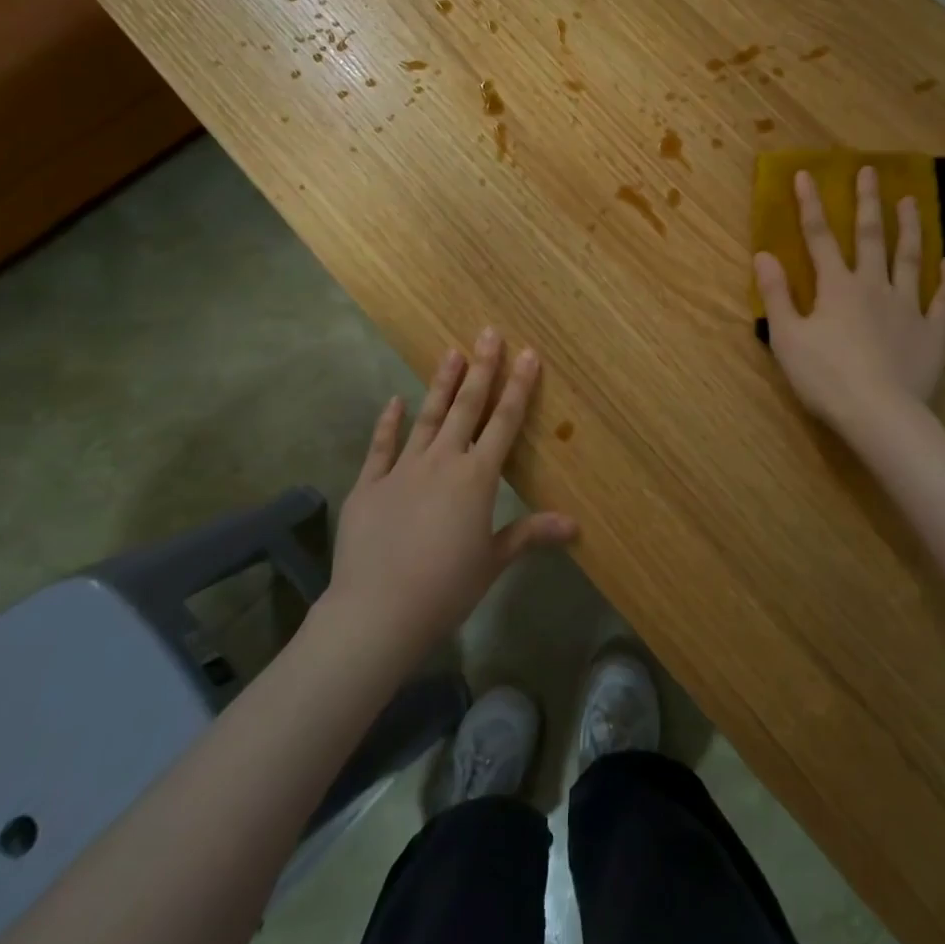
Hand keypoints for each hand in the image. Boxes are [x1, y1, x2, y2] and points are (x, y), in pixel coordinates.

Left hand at [325, 330, 576, 661]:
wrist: (377, 611)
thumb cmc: (445, 588)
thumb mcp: (493, 561)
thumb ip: (530, 533)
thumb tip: (575, 525)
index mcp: (476, 478)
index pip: (504, 422)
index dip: (518, 386)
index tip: (527, 353)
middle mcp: (442, 462)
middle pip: (466, 406)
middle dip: (481, 368)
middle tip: (488, 332)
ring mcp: (402, 469)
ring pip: (427, 416)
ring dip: (441, 383)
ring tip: (451, 352)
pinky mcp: (369, 485)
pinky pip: (381, 447)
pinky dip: (389, 423)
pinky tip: (395, 401)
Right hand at [754, 166, 944, 428]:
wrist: (879, 413)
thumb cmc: (825, 377)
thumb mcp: (787, 337)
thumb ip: (776, 294)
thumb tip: (763, 254)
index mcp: (836, 287)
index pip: (819, 237)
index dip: (810, 205)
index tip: (806, 174)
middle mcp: (873, 286)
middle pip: (870, 237)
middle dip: (867, 202)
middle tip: (869, 171)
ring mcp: (907, 306)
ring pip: (910, 258)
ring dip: (909, 228)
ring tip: (911, 200)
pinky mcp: (932, 331)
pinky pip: (944, 299)